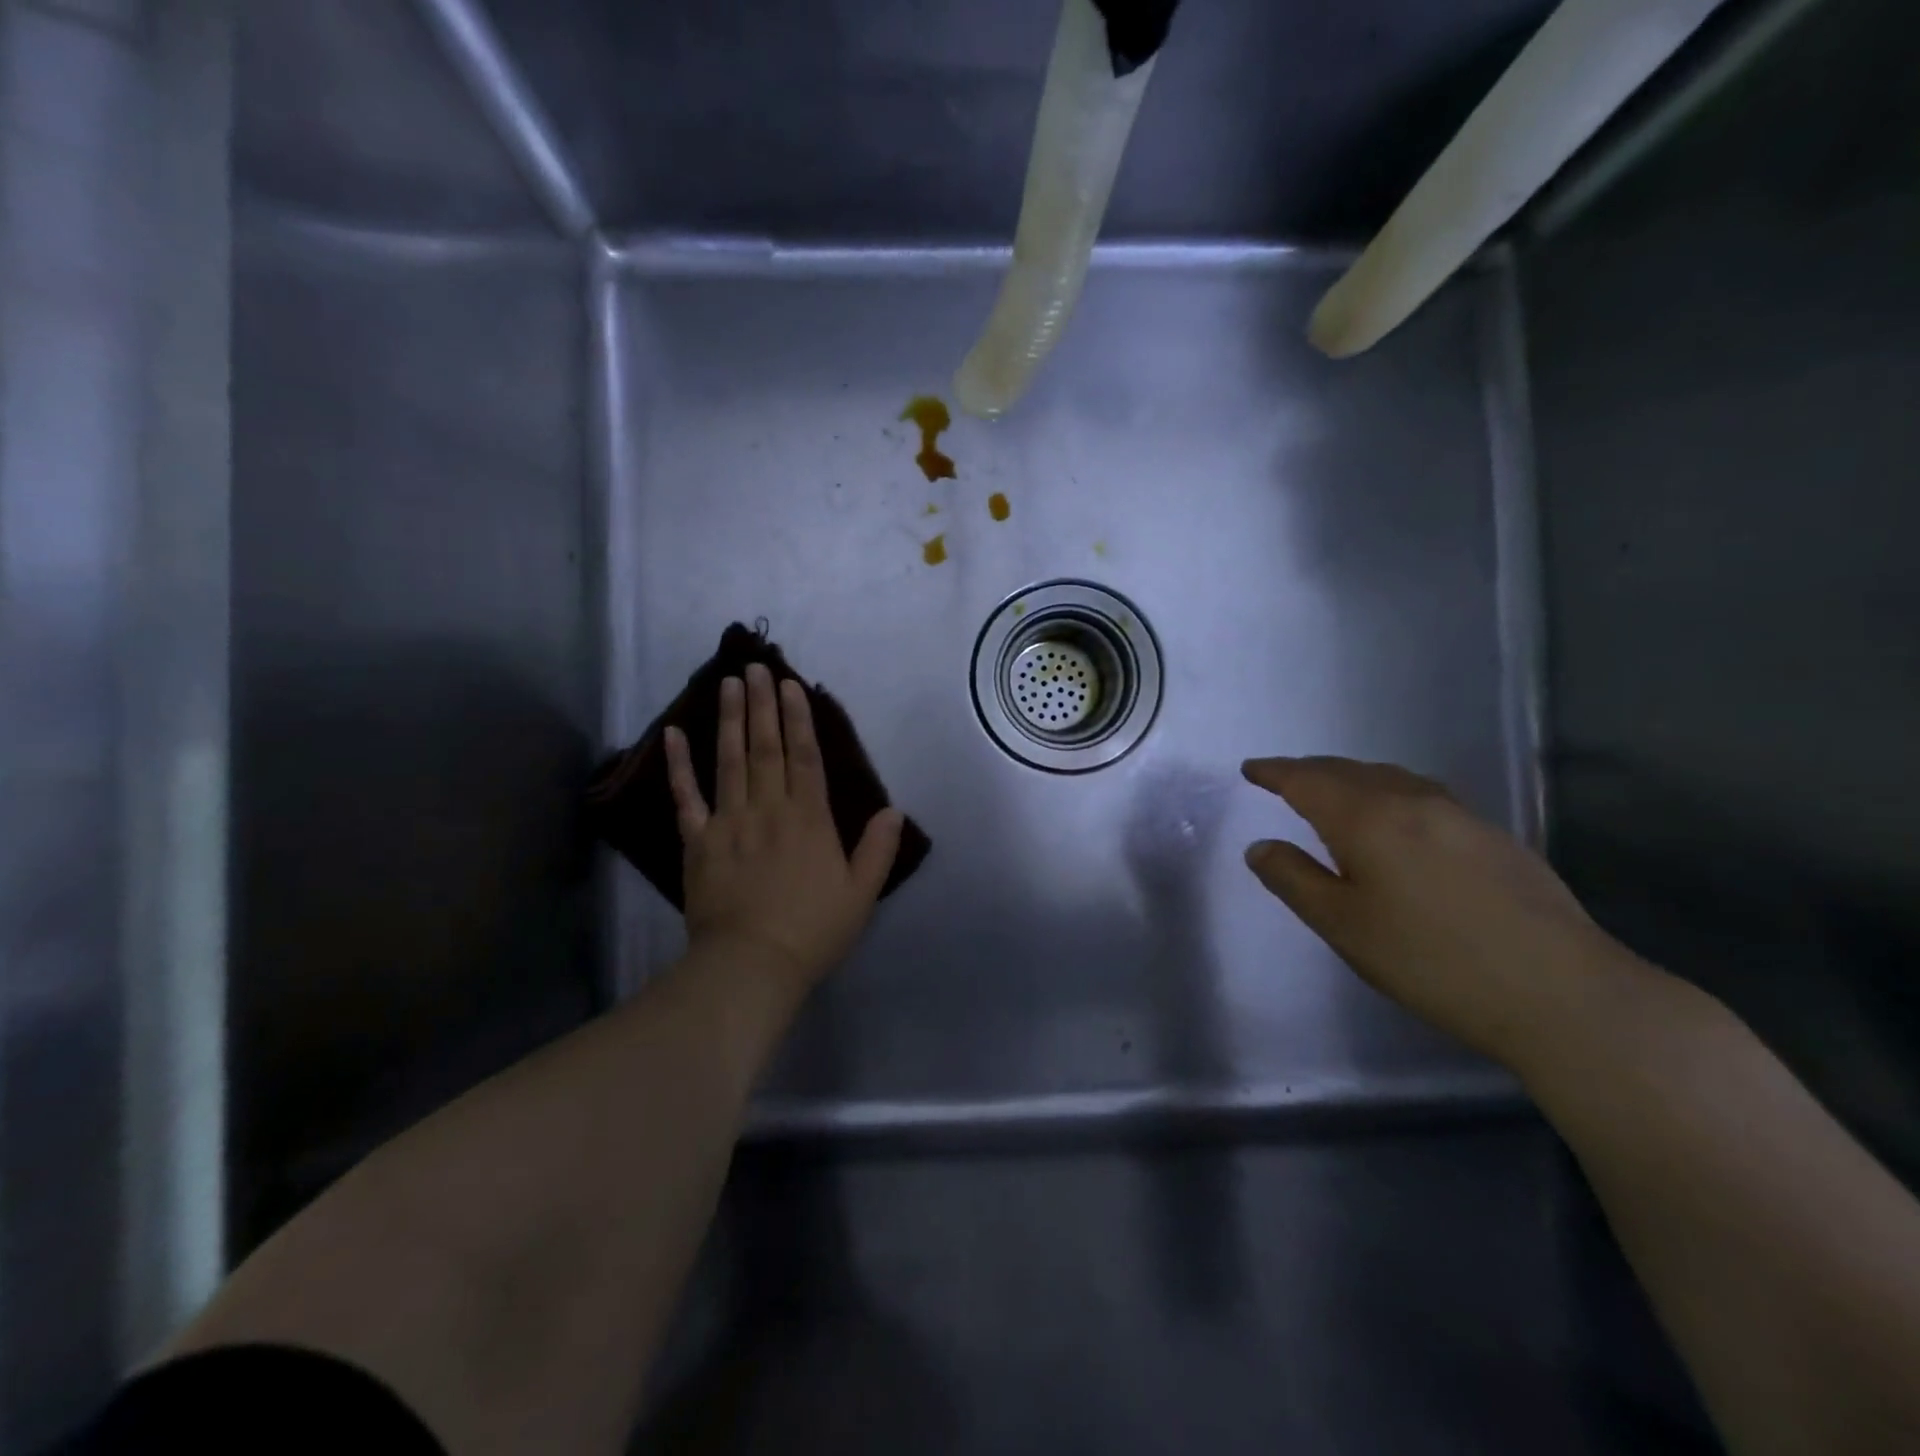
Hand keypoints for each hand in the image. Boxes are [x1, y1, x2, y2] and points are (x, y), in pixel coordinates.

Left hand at [665, 664, 903, 989]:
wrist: (750, 965)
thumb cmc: (812, 931)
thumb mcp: (861, 894)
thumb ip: (878, 849)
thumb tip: (892, 811)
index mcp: (809, 818)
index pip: (804, 756)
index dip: (798, 718)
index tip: (790, 685)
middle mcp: (768, 808)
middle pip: (766, 747)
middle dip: (761, 704)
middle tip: (755, 667)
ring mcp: (728, 821)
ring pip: (730, 760)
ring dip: (730, 719)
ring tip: (728, 683)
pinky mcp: (698, 841)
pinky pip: (686, 797)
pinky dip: (678, 765)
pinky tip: (673, 734)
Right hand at [1242, 756, 1633, 1067]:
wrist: (1562, 993)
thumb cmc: (1431, 960)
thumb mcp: (1343, 926)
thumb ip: (1293, 879)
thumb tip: (1261, 847)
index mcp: (1367, 817)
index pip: (1307, 780)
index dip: (1274, 772)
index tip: (1251, 769)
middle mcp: (1412, 801)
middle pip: (1349, 771)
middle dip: (1310, 771)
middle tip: (1284, 780)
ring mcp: (1460, 815)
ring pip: (1391, 779)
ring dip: (1353, 779)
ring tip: (1334, 794)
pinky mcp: (1494, 837)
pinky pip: (1423, 796)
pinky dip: (1390, 794)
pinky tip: (1397, 821)